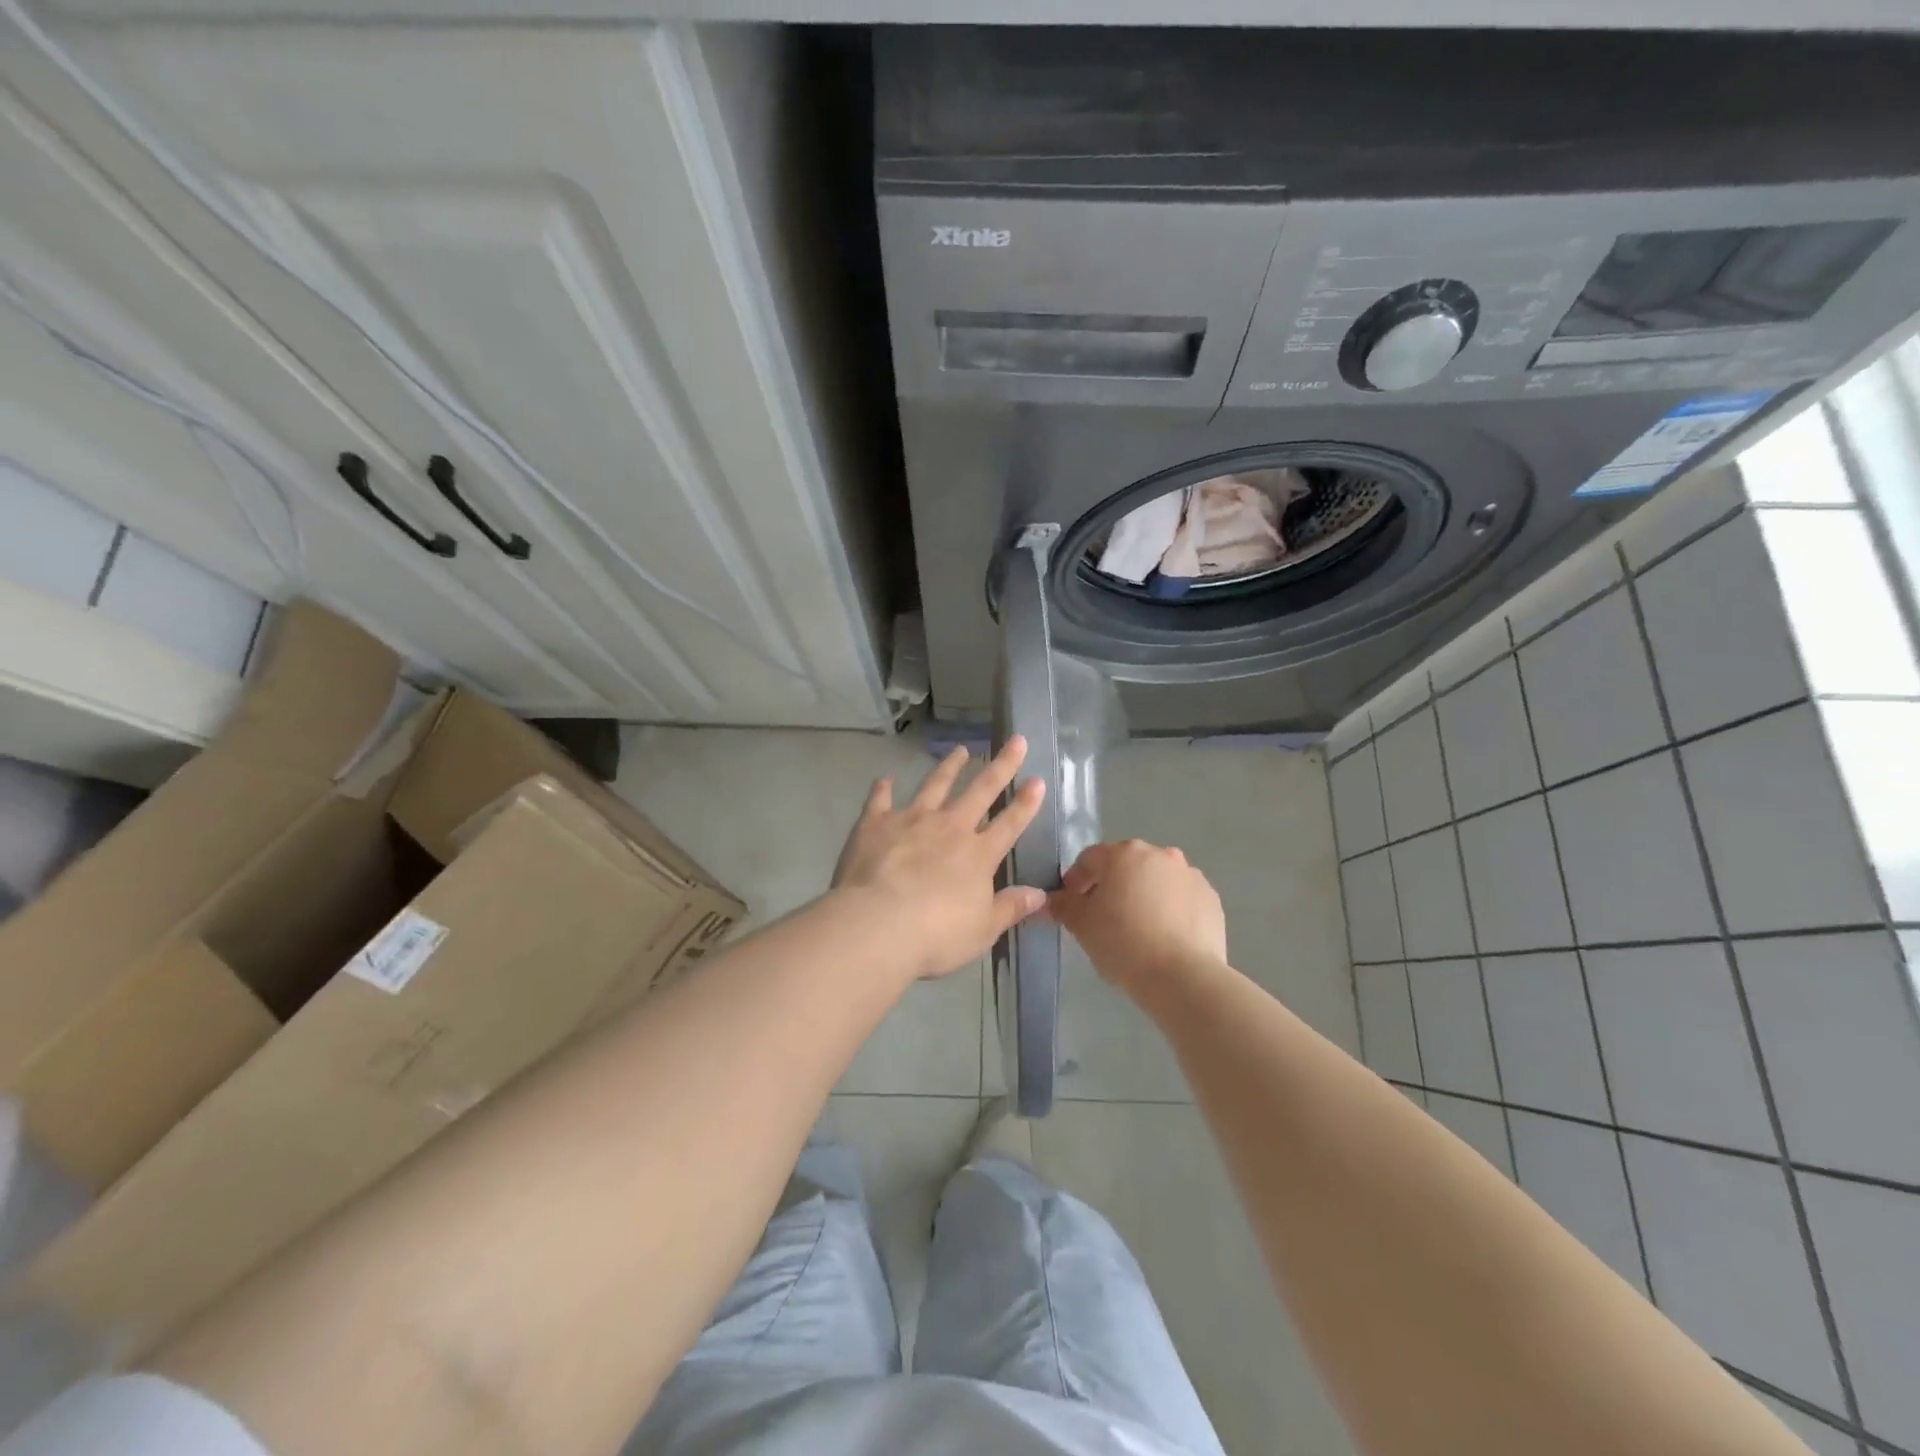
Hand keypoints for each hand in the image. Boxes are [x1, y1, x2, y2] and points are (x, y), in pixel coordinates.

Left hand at [831, 737, 1047, 981]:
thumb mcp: (982, 930)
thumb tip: (1041, 895)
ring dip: (950, 766)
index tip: (1037, 780)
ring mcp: (912, 820)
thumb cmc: (936, 935)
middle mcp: (950, 828)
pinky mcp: (876, 823)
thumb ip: (1010, 908)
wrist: (878, 925)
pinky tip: (885, 779)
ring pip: (936, 785)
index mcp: (978, 855)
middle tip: (1015, 740)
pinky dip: (883, 788)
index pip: (1010, 823)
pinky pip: (880, 800)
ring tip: (960, 750)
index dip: (1026, 803)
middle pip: (981, 790)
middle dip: (1001, 765)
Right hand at [1048, 839, 1227, 994]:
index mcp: (1125, 853)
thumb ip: (1062, 905)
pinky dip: (1170, 911)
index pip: (1090, 859)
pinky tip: (1163, 939)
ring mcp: (1191, 876)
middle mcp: (1161, 855)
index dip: (1075, 880)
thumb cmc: (1123, 943)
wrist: (1184, 979)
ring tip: (1136, 931)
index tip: (1070, 905)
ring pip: (1156, 882)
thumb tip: (1049, 900)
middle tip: (1102, 918)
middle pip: (1126, 866)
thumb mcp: (1081, 925)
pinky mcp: (1212, 901)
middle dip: (1111, 887)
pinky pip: (1181, 900)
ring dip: (1143, 897)